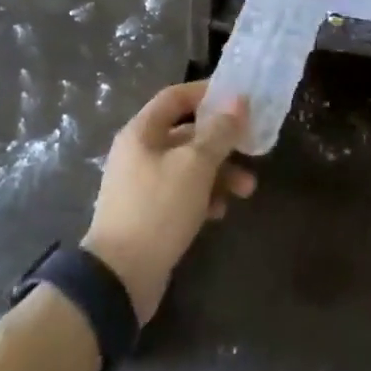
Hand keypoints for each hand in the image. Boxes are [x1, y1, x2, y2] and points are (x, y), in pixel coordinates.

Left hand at [83, 81, 256, 324]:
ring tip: (246, 190)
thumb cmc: (158, 209)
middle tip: (251, 149)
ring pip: (188, 167)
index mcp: (142, 132)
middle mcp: (139, 153)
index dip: (207, 92)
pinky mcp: (149, 215)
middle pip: (186, 134)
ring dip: (219, 174)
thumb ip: (219, 132)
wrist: (119, 278)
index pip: (175, 96)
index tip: (238, 99)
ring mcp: (142, 185)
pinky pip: (181, 194)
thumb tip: (238, 101)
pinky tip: (219, 213)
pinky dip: (203, 198)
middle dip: (222, 142)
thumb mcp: (195, 165)